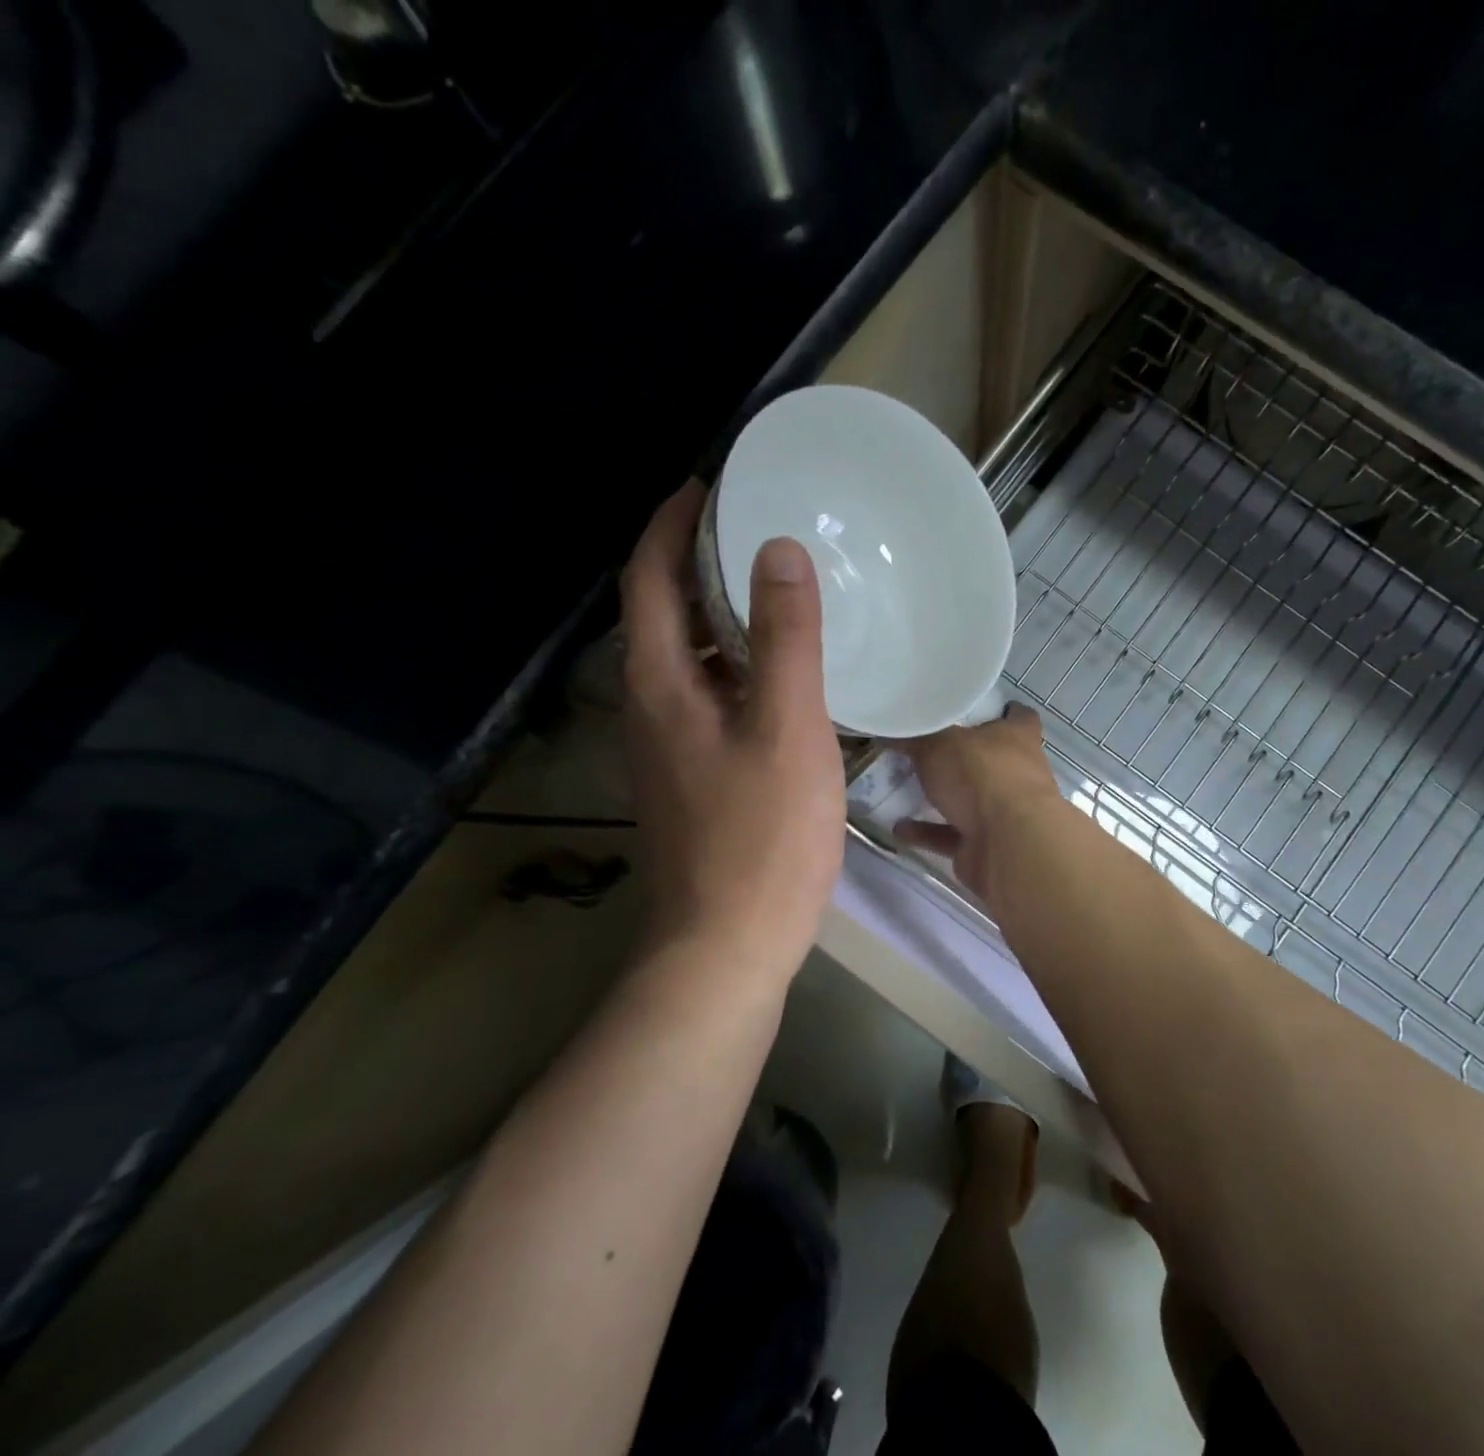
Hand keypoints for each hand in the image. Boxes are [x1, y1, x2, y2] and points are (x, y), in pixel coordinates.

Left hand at [619, 482, 845, 978]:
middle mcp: (649, 705)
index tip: (708, 484)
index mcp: (660, 683)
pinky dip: (736, 661)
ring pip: (687, 655)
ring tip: (775, 586)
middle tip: (755, 527)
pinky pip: (709, 692)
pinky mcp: (693, 773)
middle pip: (661, 612)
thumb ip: (786, 638)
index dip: (672, 523)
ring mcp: (668, 744)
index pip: (649, 578)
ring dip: (718, 612)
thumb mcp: (787, 727)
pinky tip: (782, 671)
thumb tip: (778, 551)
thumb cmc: (762, 836)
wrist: (727, 944)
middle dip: (696, 559)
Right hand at [895, 704, 1059, 898]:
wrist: (1007, 844)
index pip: (1019, 717)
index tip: (977, 711)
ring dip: (943, 799)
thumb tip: (892, 730)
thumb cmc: (981, 775)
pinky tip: (899, 828)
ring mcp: (1006, 813)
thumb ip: (917, 737)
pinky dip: (928, 833)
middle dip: (964, 758)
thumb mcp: (939, 743)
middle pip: (992, 760)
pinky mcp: (988, 845)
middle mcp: (1018, 773)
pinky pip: (953, 835)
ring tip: (905, 789)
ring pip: (972, 801)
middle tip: (927, 750)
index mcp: (1018, 737)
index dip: (1003, 712)